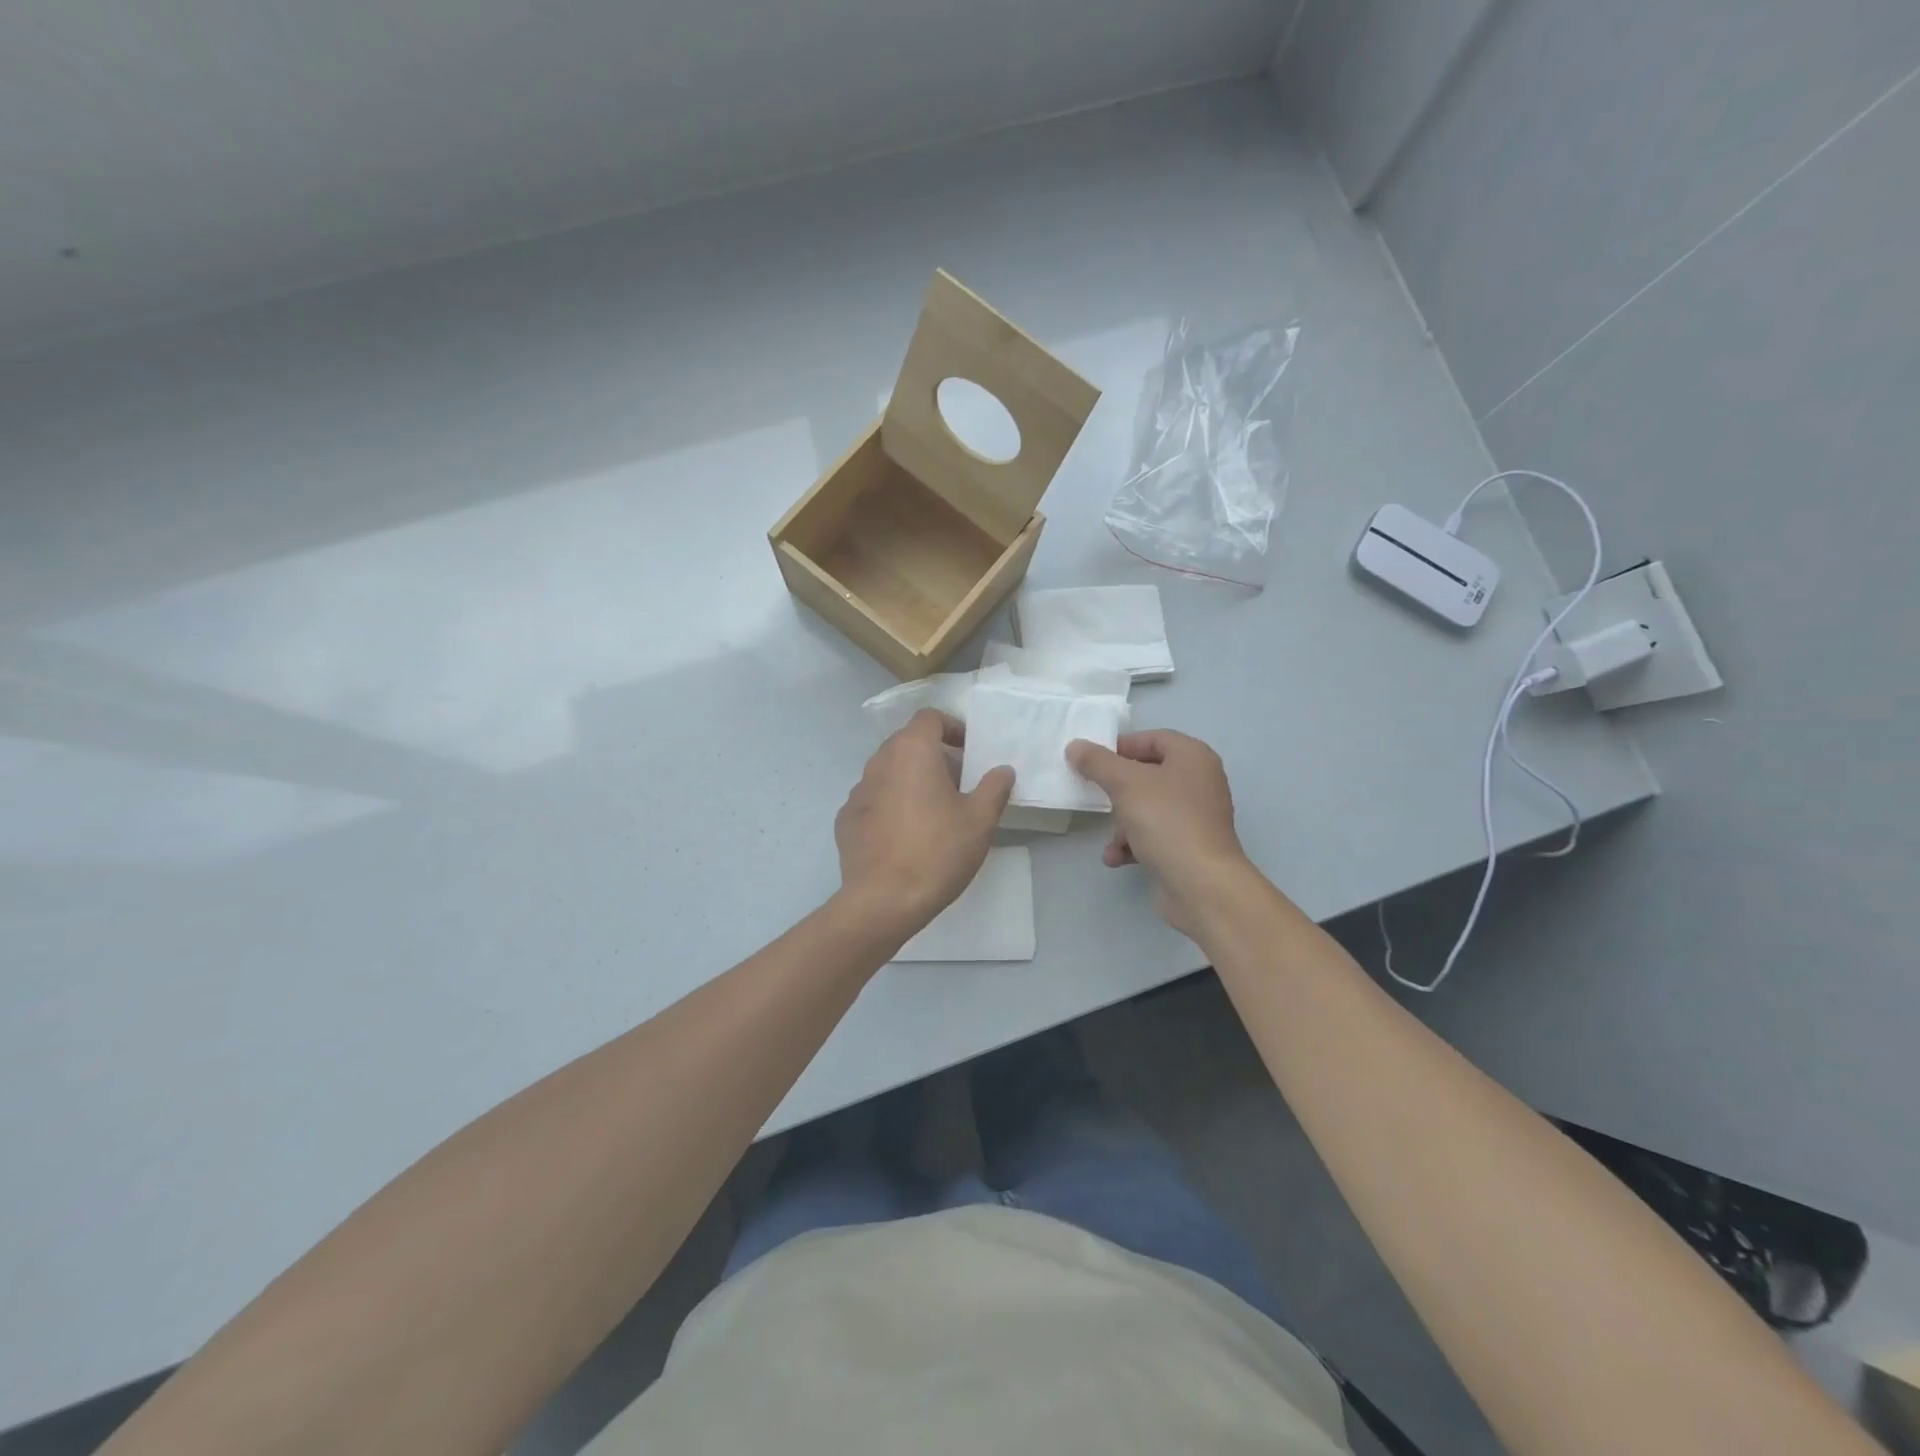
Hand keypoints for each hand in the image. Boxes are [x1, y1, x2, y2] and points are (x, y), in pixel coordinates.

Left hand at [835, 710, 1014, 938]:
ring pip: (889, 772)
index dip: (952, 728)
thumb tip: (1003, 770)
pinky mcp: (845, 820)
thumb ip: (995, 788)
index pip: (929, 718)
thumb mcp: (980, 820)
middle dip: (934, 756)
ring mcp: (857, 792)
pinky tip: (906, 835)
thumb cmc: (937, 852)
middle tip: (958, 784)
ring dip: (911, 781)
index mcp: (911, 751)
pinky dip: (892, 806)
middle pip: (908, 744)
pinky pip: (874, 800)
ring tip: (933, 812)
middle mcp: (879, 762)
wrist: (883, 901)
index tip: (969, 751)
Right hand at [1066, 730, 1249, 935]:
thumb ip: (1097, 762)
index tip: (1093, 760)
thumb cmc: (1166, 821)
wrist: (1201, 885)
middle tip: (1095, 795)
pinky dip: (1134, 844)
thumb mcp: (1125, 783)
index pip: (1153, 738)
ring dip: (1122, 823)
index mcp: (1193, 757)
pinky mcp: (1189, 847)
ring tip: (1111, 838)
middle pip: (1149, 775)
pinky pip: (1155, 836)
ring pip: (1148, 808)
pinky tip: (1116, 858)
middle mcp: (1199, 782)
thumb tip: (1075, 746)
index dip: (1122, 746)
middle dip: (1118, 789)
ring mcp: (1196, 817)